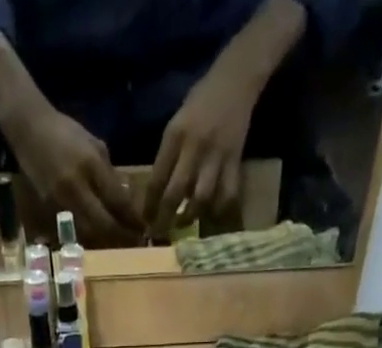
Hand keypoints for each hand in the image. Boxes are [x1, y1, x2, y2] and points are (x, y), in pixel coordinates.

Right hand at [2, 104, 141, 244]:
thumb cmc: (64, 132)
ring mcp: (61, 200)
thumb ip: (108, 173)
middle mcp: (76, 187)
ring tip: (119, 243)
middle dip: (120, 236)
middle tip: (133, 243)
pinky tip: (98, 237)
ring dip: (105, 240)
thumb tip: (124, 199)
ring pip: (89, 232)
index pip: (117, 200)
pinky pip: (74, 228)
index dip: (131, 219)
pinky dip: (89, 235)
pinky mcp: (50, 209)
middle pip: (104, 224)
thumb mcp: (93, 145)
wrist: (28, 129)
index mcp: (90, 165)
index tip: (142, 228)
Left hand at [142, 63, 260, 235]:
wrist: (236, 79)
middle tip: (160, 233)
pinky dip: (218, 208)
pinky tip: (211, 213)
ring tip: (184, 222)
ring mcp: (216, 155)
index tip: (145, 221)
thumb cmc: (201, 100)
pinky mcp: (235, 160)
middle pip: (176, 193)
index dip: (149, 204)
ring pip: (201, 198)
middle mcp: (194, 147)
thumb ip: (168, 154)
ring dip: (191, 216)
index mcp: (175, 135)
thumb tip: (158, 190)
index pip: (157, 178)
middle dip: (165, 217)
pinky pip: (227, 194)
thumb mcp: (177, 122)